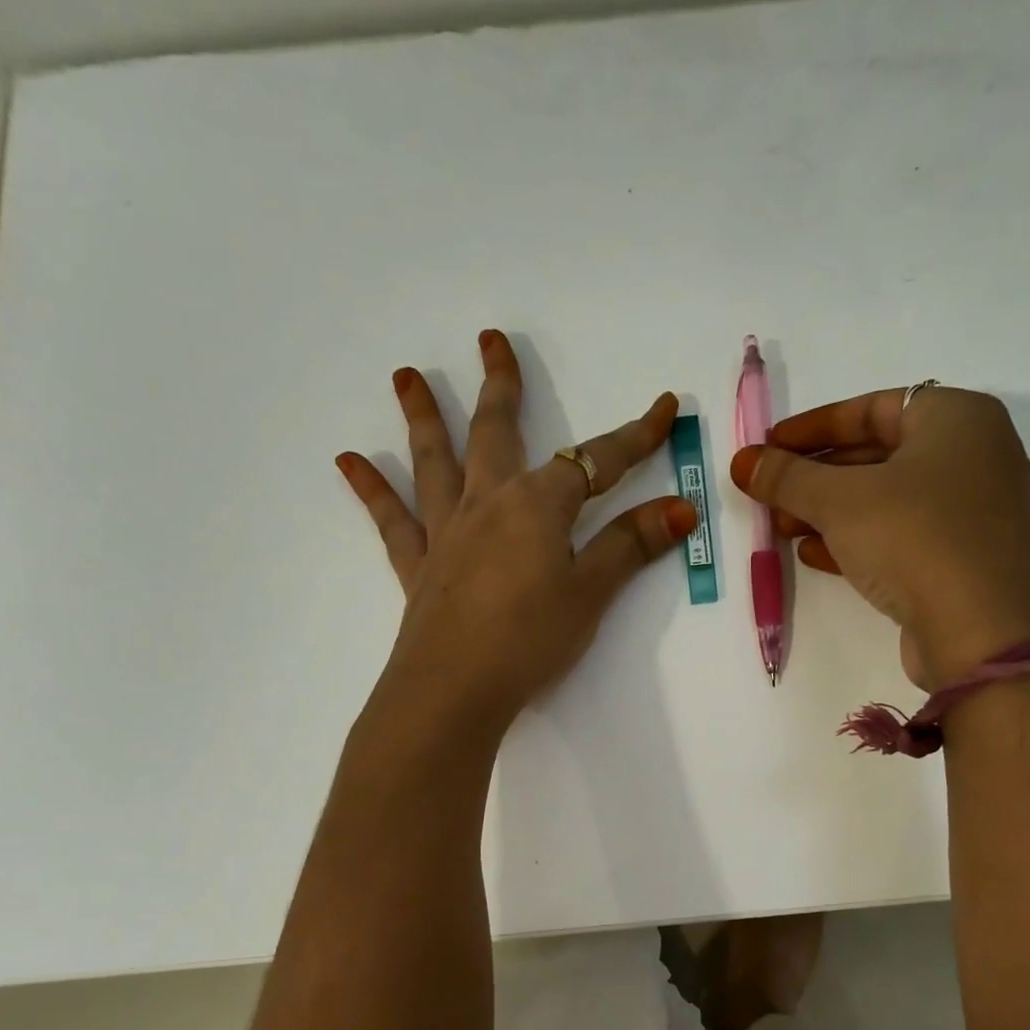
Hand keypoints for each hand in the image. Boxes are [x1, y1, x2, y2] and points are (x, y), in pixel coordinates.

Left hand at [336, 330, 696, 735]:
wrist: (455, 689)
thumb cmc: (530, 639)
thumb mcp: (590, 593)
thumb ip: (630, 546)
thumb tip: (679, 508)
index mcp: (537, 506)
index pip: (597, 460)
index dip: (636, 436)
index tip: (666, 406)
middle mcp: (487, 503)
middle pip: (496, 432)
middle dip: (501, 386)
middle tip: (489, 339)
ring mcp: (447, 532)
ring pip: (435, 462)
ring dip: (424, 416)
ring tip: (406, 375)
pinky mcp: (418, 566)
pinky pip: (392, 520)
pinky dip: (372, 490)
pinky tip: (349, 461)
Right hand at [729, 387, 1029, 690]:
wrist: (980, 634)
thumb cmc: (914, 539)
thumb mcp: (839, 501)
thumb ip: (787, 477)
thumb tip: (743, 461)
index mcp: (958, 419)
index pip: (873, 407)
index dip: (814, 426)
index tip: (770, 447)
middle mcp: (975, 456)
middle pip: (878, 454)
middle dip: (816, 476)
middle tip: (770, 493)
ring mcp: (973, 512)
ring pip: (887, 499)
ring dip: (829, 512)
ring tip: (782, 528)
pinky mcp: (963, 559)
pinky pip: (902, 535)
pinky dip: (858, 540)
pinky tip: (814, 556)